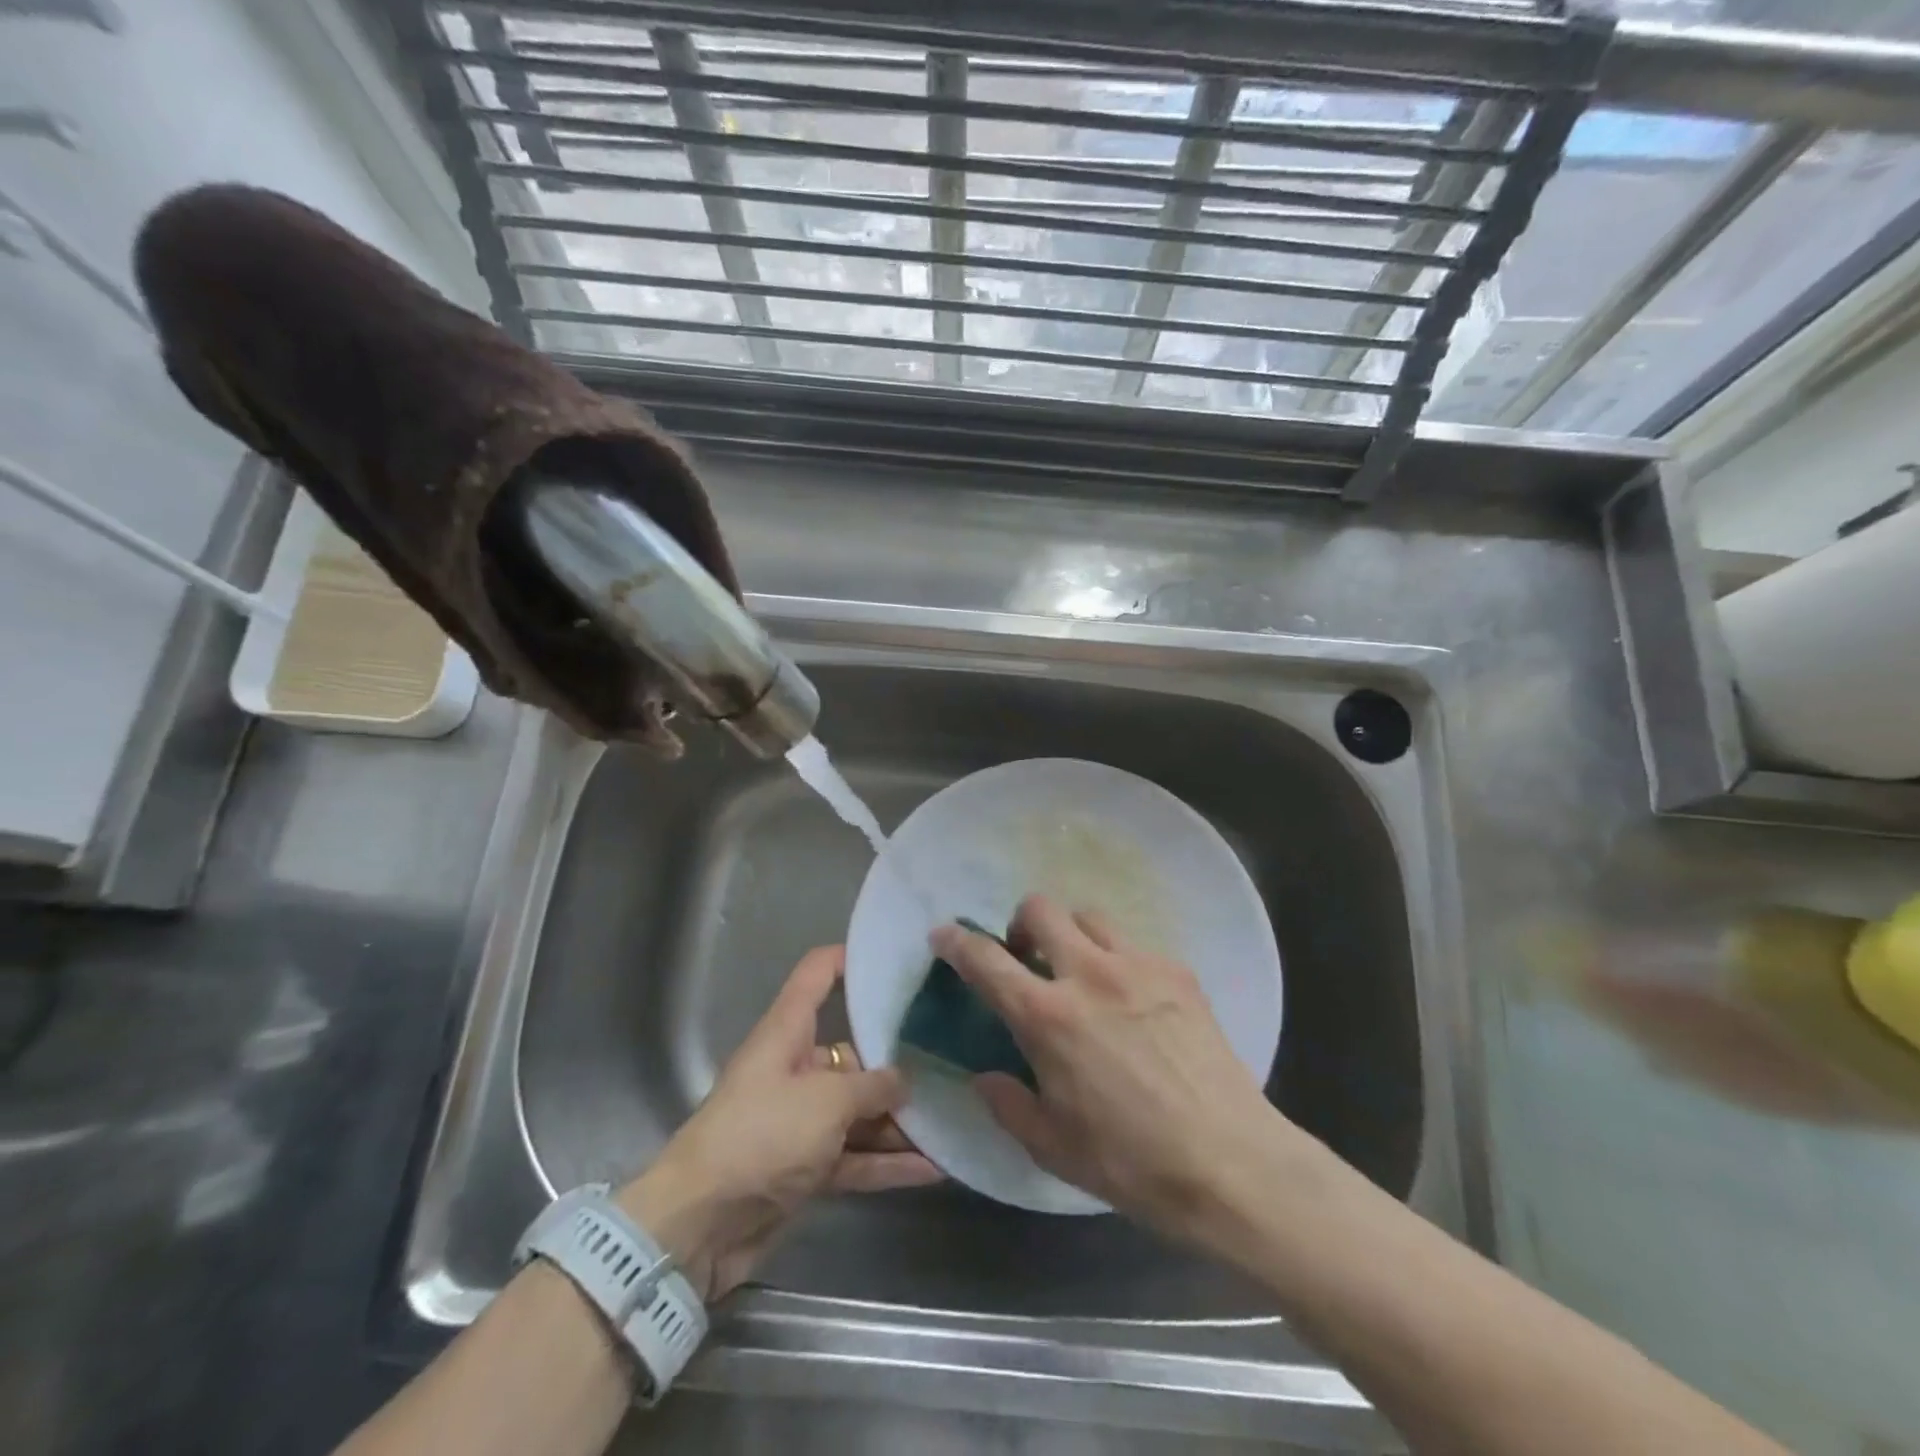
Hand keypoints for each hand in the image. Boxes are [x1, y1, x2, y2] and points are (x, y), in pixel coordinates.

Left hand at [616, 945, 939, 1300]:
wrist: (699, 1225)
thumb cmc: (762, 1136)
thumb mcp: (826, 1102)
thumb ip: (872, 1087)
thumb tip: (904, 1080)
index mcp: (788, 1032)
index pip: (817, 975)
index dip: (850, 958)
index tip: (895, 958)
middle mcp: (796, 1068)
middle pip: (853, 1051)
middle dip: (898, 1060)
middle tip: (951, 1056)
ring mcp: (802, 1120)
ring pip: (859, 1110)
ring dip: (900, 1120)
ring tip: (952, 1115)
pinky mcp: (807, 1166)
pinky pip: (855, 1155)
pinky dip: (888, 1162)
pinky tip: (934, 1167)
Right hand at [930, 895, 1282, 1240]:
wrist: (1231, 1163)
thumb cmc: (1132, 1163)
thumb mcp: (1053, 1147)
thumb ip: (1008, 1104)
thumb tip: (986, 1077)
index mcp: (1048, 1017)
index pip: (986, 961)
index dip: (957, 942)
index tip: (944, 934)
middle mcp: (1088, 974)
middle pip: (1040, 909)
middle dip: (1021, 923)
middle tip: (1026, 956)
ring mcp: (1138, 965)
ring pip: (1089, 916)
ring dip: (1071, 934)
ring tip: (1080, 970)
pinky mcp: (1177, 971)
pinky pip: (1134, 944)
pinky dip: (1117, 958)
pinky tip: (1131, 999)